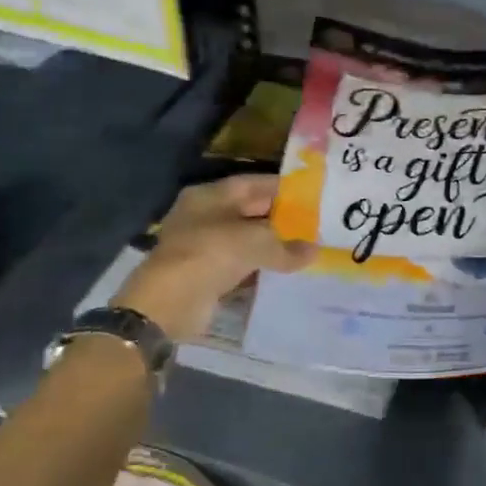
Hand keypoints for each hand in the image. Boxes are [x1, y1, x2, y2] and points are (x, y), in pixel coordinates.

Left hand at [113, 175, 314, 341]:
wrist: (170, 302)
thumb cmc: (212, 254)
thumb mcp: (258, 242)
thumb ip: (288, 246)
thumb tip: (314, 251)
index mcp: (211, 195)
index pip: (253, 183)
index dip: (283, 188)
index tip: (312, 195)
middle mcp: (204, 215)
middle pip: (250, 211)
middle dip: (281, 218)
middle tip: (315, 223)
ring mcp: (203, 245)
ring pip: (246, 240)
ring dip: (272, 245)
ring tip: (306, 248)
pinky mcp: (206, 272)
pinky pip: (240, 265)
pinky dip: (260, 268)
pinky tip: (286, 271)